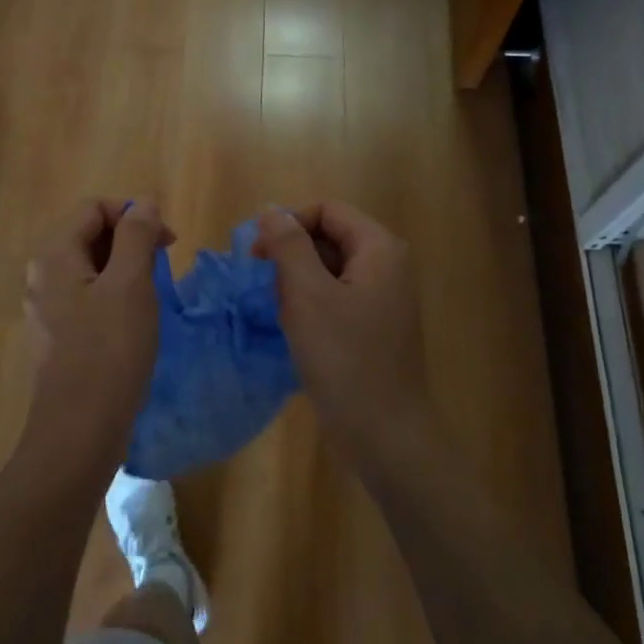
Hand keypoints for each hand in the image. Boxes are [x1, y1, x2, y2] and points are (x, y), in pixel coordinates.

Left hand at [21, 199, 172, 476]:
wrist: (80, 430)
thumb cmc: (109, 351)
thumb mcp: (131, 284)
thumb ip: (137, 235)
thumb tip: (144, 202)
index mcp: (54, 256)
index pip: (94, 209)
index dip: (133, 213)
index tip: (168, 240)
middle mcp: (42, 276)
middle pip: (89, 236)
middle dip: (130, 240)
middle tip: (166, 265)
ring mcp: (47, 309)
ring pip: (91, 270)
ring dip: (126, 269)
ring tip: (154, 293)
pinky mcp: (58, 338)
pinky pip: (88, 299)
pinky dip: (114, 297)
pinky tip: (134, 322)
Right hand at [254, 203, 435, 455]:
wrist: (384, 433)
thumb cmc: (344, 358)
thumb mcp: (308, 294)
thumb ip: (288, 245)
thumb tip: (271, 210)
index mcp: (378, 248)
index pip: (326, 210)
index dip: (288, 224)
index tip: (258, 256)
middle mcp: (386, 265)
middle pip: (328, 236)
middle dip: (291, 254)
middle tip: (264, 286)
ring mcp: (382, 297)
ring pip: (328, 269)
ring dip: (296, 281)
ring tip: (279, 311)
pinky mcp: (372, 326)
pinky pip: (335, 297)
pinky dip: (310, 304)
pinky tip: (294, 329)